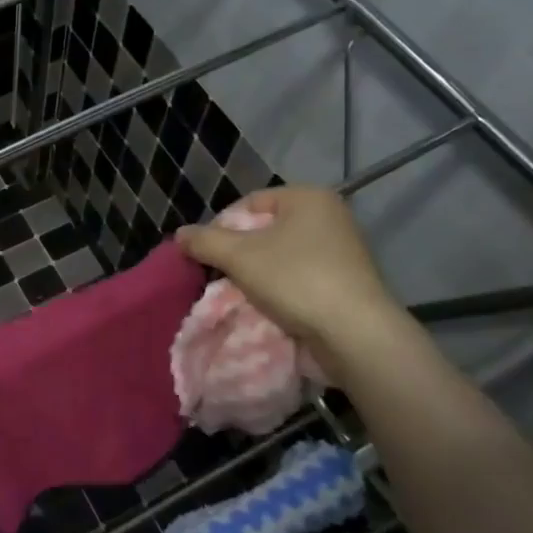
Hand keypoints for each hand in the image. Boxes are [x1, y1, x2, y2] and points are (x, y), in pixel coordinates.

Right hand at [176, 186, 402, 361]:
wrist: (353, 334)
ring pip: (280, 256)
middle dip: (239, 253)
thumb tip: (179, 234)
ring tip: (240, 294)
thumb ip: (204, 241)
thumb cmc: (295, 280)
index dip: (222, 227)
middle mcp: (329, 216)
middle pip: (264, 230)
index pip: (249, 203)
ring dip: (256, 274)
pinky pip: (299, 277)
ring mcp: (341, 250)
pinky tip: (267, 306)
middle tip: (221, 276)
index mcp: (308, 198)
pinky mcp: (344, 281)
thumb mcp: (239, 256)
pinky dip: (279, 289)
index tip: (208, 255)